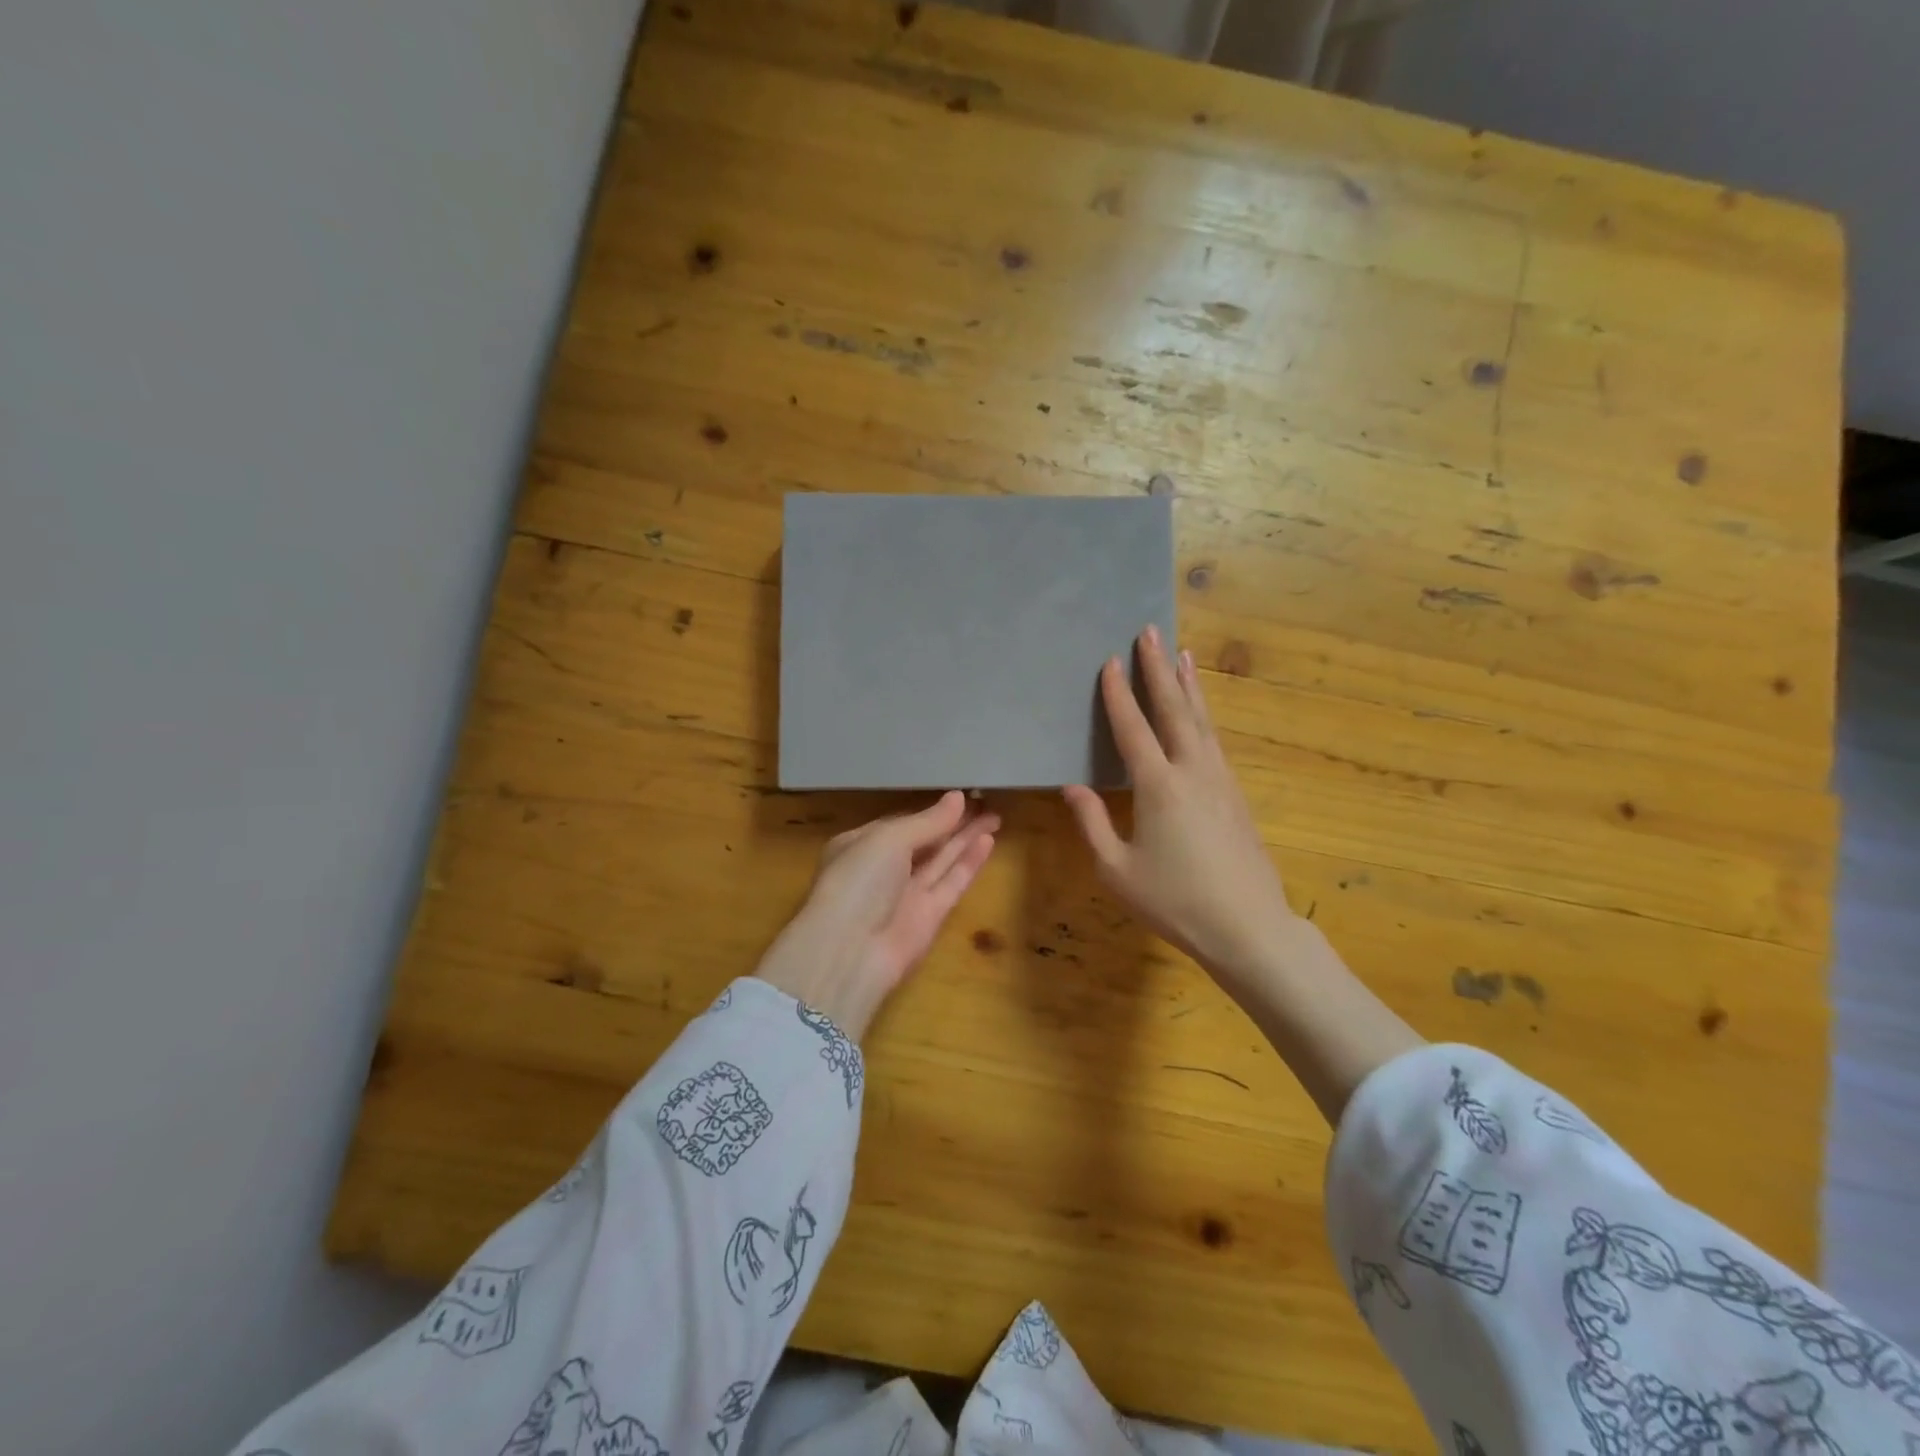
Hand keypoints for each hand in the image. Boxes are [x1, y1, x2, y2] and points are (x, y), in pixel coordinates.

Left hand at [753, 791, 998, 1040]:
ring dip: (966, 838)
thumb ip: (928, 821)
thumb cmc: (859, 881)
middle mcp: (884, 869)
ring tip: (995, 815)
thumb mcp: (888, 839)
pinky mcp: (930, 917)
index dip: (929, 811)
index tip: (959, 795)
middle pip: (925, 841)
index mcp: (861, 845)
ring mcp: (907, 894)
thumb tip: (958, 797)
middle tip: (985, 801)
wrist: (851, 952)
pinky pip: (952, 882)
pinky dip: (969, 862)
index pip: (901, 823)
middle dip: (953, 822)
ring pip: (942, 860)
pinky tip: (988, 840)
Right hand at [1062, 626, 1299, 988]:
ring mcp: (1220, 779)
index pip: (1133, 728)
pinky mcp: (1236, 794)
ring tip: (1181, 654)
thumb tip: (1072, 787)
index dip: (1119, 694)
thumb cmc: (1174, 901)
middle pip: (1174, 708)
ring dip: (1188, 685)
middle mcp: (1192, 770)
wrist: (1248, 927)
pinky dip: (1204, 714)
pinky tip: (1201, 713)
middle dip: (1158, 669)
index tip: (1111, 660)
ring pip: (1202, 720)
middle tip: (1150, 632)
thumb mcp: (1117, 869)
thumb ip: (1092, 823)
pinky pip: (1214, 740)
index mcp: (1158, 785)